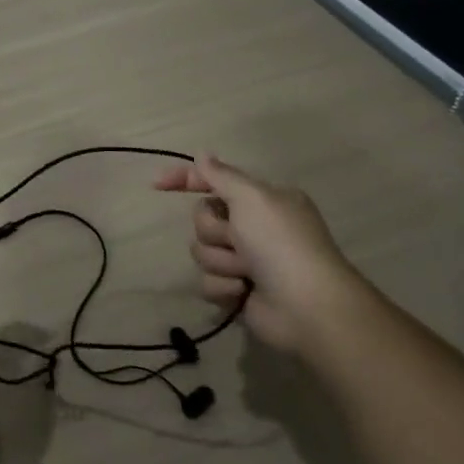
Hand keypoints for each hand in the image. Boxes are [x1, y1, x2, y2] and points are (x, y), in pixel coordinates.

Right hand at [155, 153, 357, 352]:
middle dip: (215, 231)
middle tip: (238, 240)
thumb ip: (221, 175)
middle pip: (203, 219)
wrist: (307, 307)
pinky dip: (224, 288)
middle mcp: (253, 227)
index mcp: (262, 200)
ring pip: (202, 252)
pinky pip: (208, 282)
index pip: (214, 180)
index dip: (185, 179)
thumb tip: (202, 155)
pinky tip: (243, 293)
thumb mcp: (252, 197)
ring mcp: (246, 261)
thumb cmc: (281, 243)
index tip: (156, 185)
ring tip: (246, 273)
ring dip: (221, 262)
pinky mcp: (237, 292)